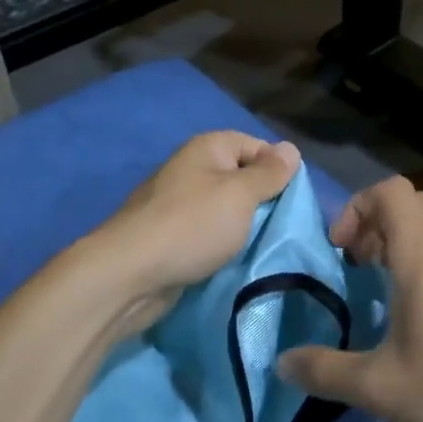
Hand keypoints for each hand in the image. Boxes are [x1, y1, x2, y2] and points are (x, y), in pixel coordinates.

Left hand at [91, 131, 301, 330]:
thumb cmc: (191, 226)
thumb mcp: (240, 195)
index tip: (293, 200)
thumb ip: (269, 173)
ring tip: (263, 246)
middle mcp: (191, 169)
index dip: (278, 169)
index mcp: (207, 148)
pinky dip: (222, 245)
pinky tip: (234, 260)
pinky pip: (207, 233)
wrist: (129, 275)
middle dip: (262, 201)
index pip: (256, 146)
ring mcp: (178, 203)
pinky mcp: (171, 235)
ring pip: (225, 209)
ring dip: (243, 227)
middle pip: (240, 178)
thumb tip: (290, 149)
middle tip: (283, 227)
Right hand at [279, 177, 422, 421]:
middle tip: (364, 266)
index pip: (391, 192)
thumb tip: (281, 363)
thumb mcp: (377, 388)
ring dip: (420, 242)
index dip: (357, 208)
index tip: (341, 252)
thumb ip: (325, 370)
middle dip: (383, 223)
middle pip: (420, 204)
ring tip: (401, 283)